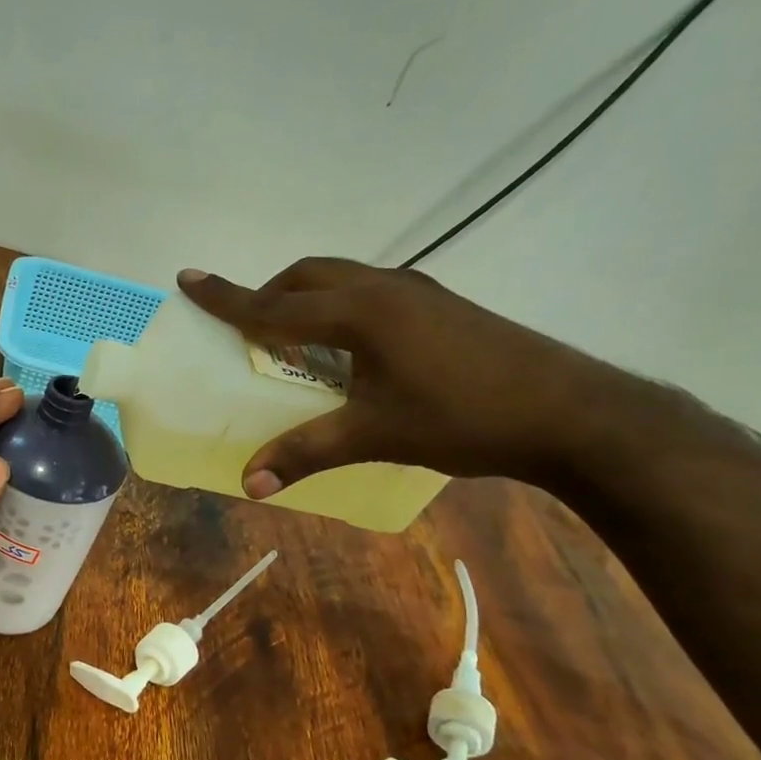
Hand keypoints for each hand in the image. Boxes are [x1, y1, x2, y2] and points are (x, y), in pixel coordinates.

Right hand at [178, 259, 637, 494]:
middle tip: (245, 321)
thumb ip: (307, 453)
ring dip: (306, 296)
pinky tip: (351, 346)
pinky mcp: (441, 305)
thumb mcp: (377, 435)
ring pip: (342, 278)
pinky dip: (339, 306)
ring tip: (292, 334)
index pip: (275, 305)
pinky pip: (370, 291)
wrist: (573, 412)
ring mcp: (419, 292)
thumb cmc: (465, 418)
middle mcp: (385, 288)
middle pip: (308, 275)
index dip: (227, 297)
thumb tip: (250, 484)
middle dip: (269, 292)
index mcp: (361, 312)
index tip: (187, 278)